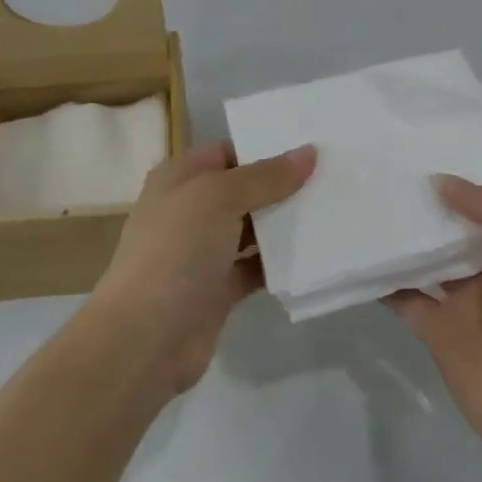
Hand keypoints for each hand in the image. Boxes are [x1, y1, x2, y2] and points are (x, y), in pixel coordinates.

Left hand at [86, 140, 317, 393]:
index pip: (227, 152)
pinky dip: (280, 263)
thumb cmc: (175, 251)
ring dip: (285, 224)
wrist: (146, 336)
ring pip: (252, 229)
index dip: (265, 147)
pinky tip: (317, 254)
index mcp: (179, 179)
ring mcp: (204, 252)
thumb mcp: (218, 198)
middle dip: (283, 185)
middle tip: (336, 176)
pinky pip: (256, 267)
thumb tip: (309, 152)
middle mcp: (190, 210)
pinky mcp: (219, 289)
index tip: (313, 144)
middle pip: (244, 190)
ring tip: (336, 210)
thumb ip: (265, 176)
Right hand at [388, 176, 481, 473]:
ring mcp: (464, 300)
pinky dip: (379, 277)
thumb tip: (440, 182)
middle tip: (376, 166)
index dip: (461, 174)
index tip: (418, 147)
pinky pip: (401, 296)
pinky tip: (353, 250)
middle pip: (452, 224)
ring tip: (359, 199)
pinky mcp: (435, 330)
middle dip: (423, 200)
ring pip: (424, 256)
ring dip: (398, 234)